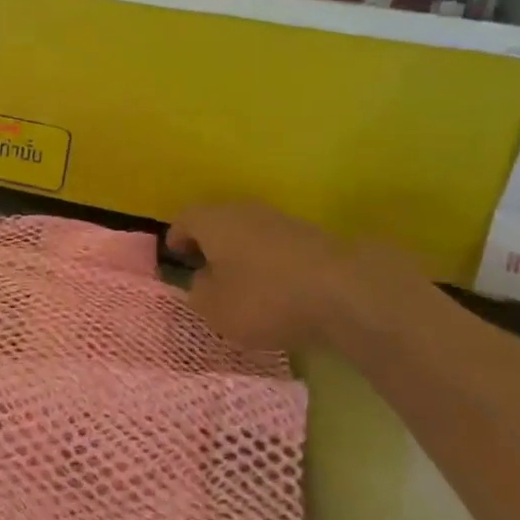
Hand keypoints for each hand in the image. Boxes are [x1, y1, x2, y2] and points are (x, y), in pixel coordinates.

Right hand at [166, 203, 413, 354]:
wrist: (345, 292)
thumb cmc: (265, 298)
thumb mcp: (214, 308)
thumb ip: (197, 293)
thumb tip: (201, 280)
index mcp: (212, 220)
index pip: (183, 220)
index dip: (175, 239)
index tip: (174, 258)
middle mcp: (244, 210)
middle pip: (217, 221)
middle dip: (208, 243)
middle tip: (202, 268)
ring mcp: (281, 220)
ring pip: (248, 231)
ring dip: (240, 252)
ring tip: (238, 281)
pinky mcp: (311, 237)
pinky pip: (275, 246)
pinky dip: (267, 262)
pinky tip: (273, 287)